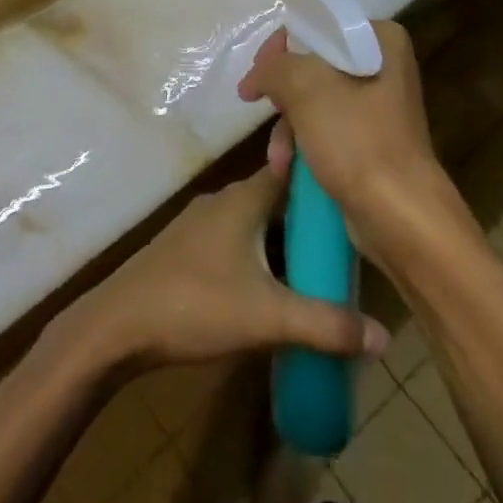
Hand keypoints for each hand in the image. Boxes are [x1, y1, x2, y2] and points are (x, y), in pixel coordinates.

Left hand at [70, 132, 387, 370]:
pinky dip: (262, 254)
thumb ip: (327, 325)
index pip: (289, 167)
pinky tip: (276, 285)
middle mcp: (222, 201)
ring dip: (285, 239)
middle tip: (353, 239)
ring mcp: (201, 224)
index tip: (357, 185)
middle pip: (276, 197)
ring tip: (323, 265)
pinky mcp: (187, 249)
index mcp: (242, 199)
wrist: (119, 325)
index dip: (322, 174)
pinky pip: (237, 240)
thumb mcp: (268, 317)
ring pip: (255, 222)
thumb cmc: (195, 304)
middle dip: (311, 216)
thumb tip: (384, 335)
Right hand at [238, 22, 452, 242]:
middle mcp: (383, 68)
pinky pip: (325, 131)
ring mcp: (377, 109)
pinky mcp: (369, 143)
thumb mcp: (306, 88)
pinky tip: (287, 168)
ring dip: (287, 128)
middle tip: (259, 105)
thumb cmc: (357, 141)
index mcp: (381, 41)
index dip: (282, 46)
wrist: (400, 218)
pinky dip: (303, 145)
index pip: (319, 26)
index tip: (258, 72)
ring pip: (314, 102)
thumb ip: (274, 67)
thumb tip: (258, 74)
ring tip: (278, 157)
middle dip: (283, 94)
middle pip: (313, 65)